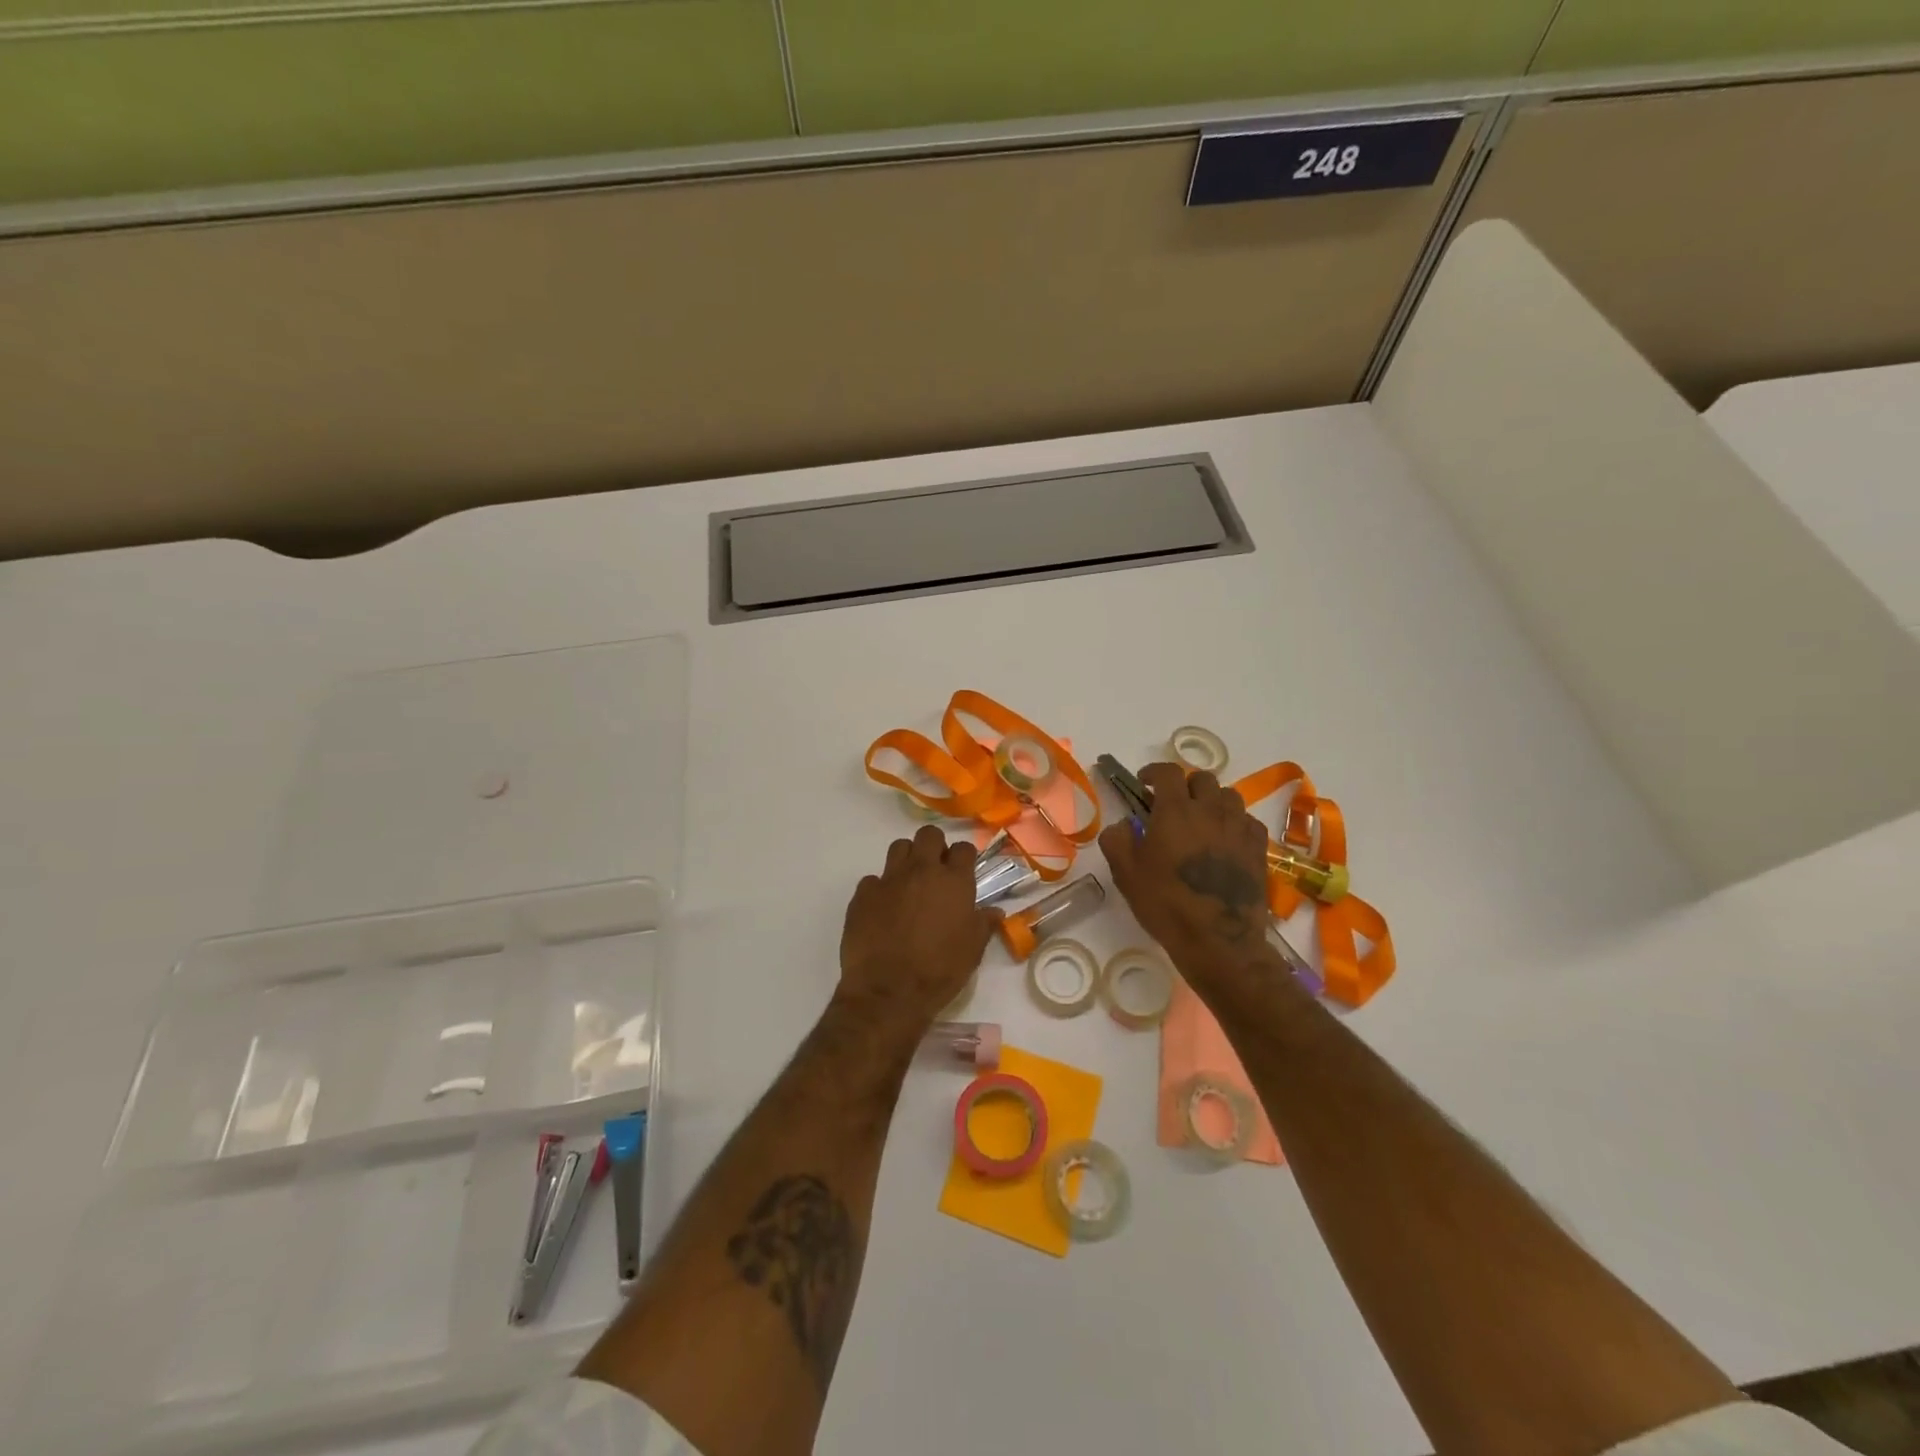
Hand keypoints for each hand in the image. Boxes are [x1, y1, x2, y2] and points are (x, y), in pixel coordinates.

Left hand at [837, 826, 999, 1033]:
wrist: (888, 992)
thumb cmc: (940, 971)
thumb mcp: (972, 951)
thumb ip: (984, 924)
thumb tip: (995, 911)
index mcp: (953, 881)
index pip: (963, 848)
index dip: (964, 857)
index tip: (963, 871)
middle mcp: (921, 871)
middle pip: (929, 835)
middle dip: (934, 846)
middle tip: (936, 871)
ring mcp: (889, 879)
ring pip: (899, 847)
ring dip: (907, 859)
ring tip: (909, 883)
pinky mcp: (863, 894)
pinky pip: (873, 879)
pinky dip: (880, 888)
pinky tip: (883, 909)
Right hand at [1100, 763, 1270, 961]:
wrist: (1218, 940)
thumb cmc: (1166, 904)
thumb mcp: (1126, 873)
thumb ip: (1117, 839)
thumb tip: (1124, 824)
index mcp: (1175, 811)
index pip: (1168, 772)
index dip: (1154, 772)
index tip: (1144, 783)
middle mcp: (1211, 810)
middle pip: (1202, 779)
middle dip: (1184, 785)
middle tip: (1171, 804)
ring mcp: (1239, 828)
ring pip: (1228, 796)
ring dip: (1212, 800)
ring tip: (1201, 820)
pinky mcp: (1258, 848)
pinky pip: (1247, 820)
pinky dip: (1234, 821)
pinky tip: (1225, 840)